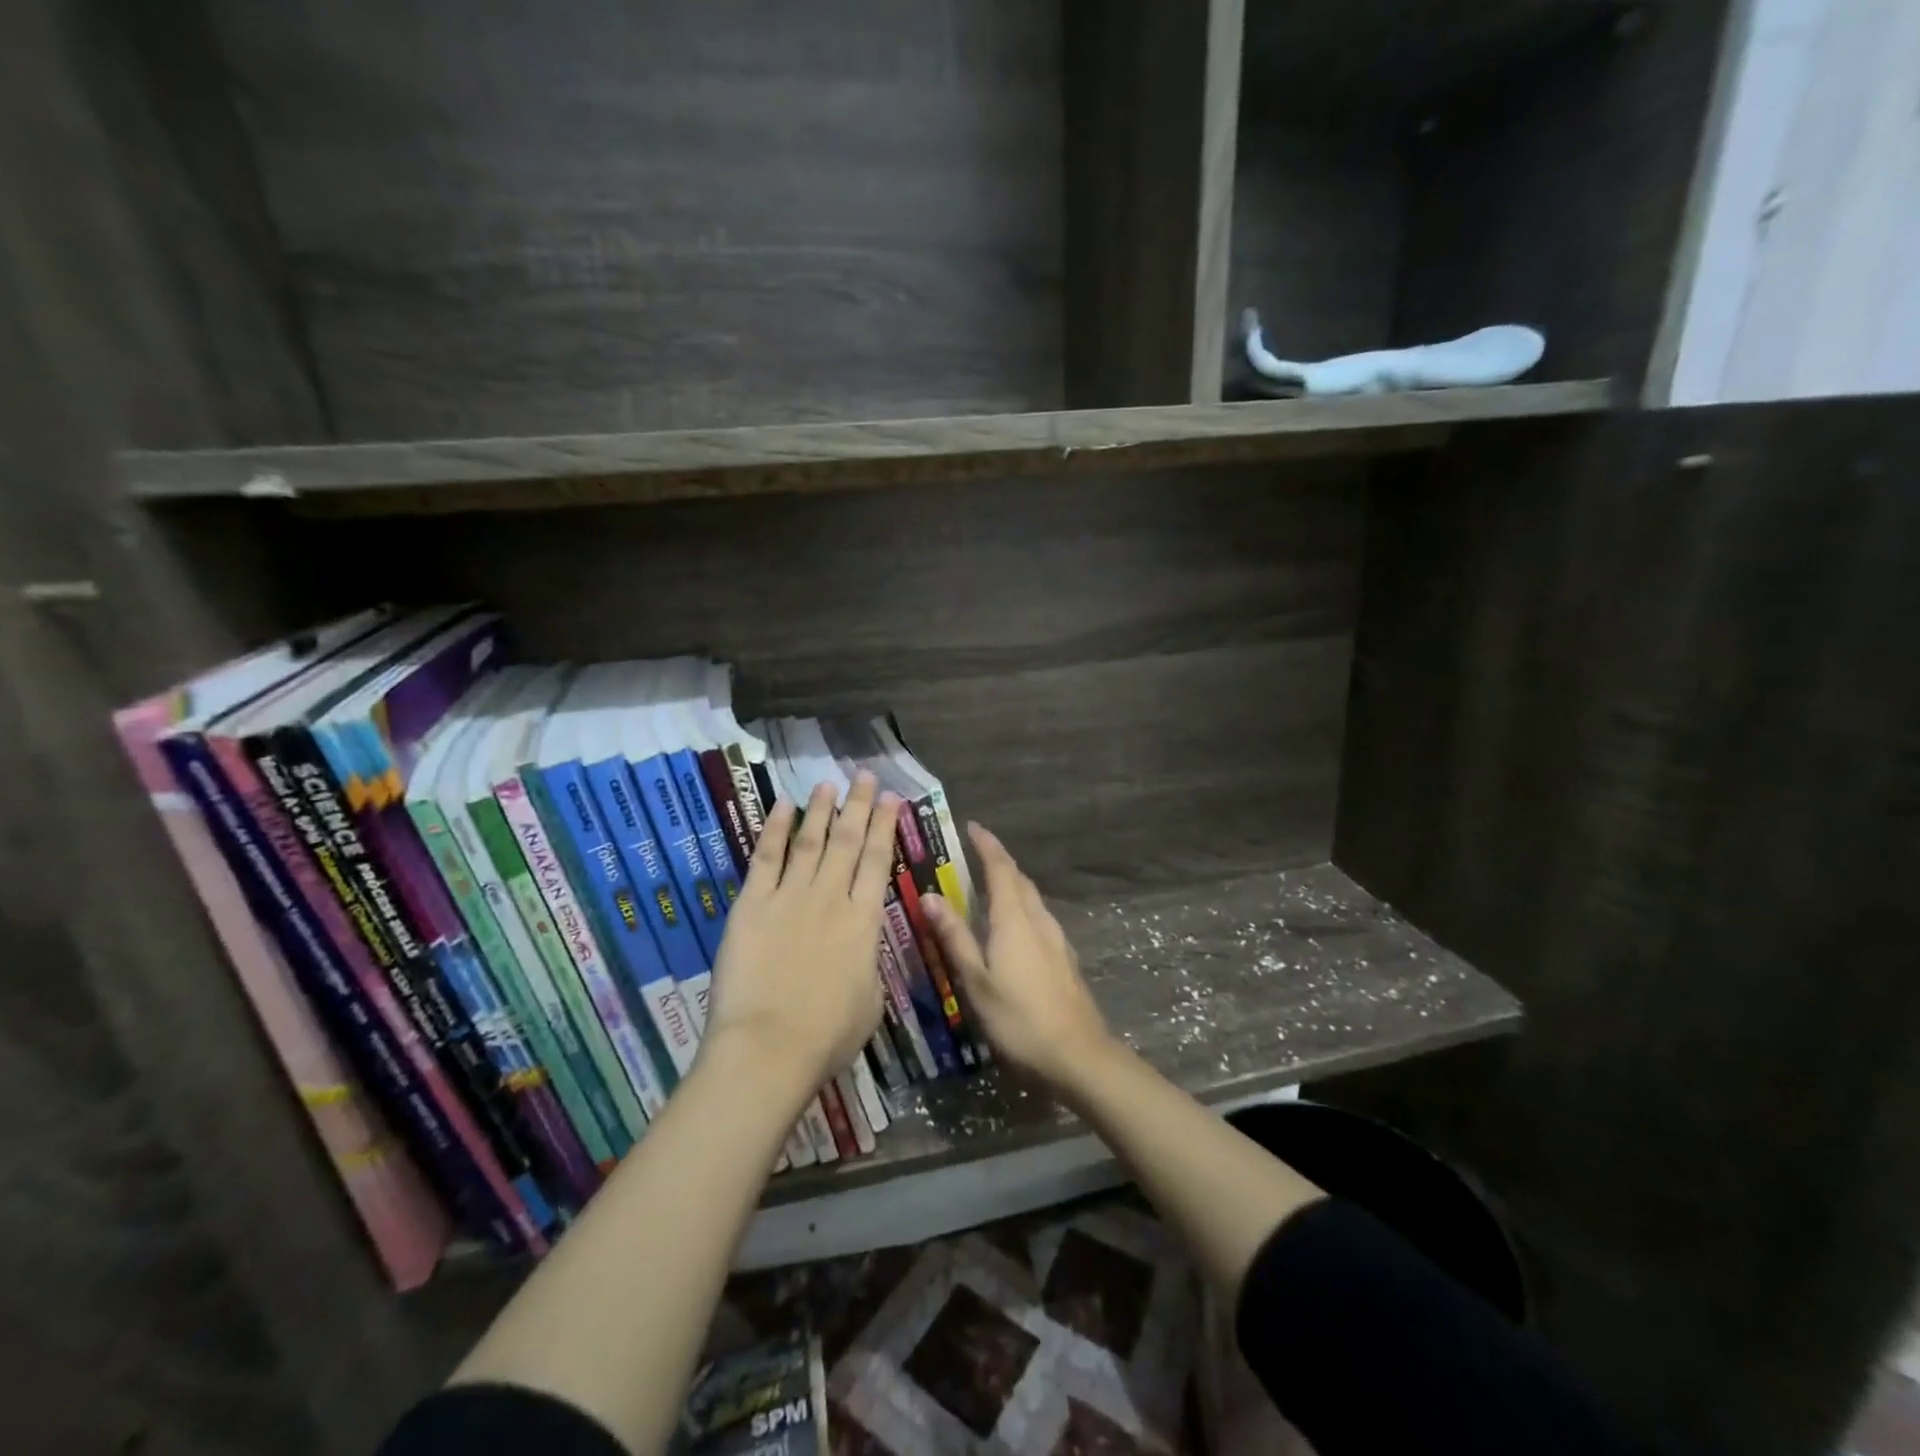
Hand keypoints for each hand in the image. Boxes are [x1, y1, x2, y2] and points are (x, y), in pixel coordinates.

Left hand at [703, 773, 899, 1102]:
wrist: (769, 1048)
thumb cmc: (827, 1036)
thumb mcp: (871, 1000)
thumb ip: (869, 962)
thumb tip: (864, 943)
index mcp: (864, 922)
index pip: (878, 862)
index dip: (885, 827)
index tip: (891, 799)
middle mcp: (831, 898)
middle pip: (847, 842)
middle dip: (858, 806)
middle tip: (864, 776)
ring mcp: (789, 897)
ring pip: (810, 842)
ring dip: (821, 810)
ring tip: (829, 784)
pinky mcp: (752, 905)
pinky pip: (766, 858)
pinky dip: (775, 830)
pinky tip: (784, 806)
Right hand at [922, 823, 1114, 1089]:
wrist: (1078, 1055)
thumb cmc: (1019, 1019)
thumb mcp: (977, 981)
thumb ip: (955, 937)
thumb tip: (930, 896)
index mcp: (1014, 919)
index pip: (1000, 869)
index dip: (987, 845)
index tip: (973, 826)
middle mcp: (1038, 920)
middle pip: (1019, 880)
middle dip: (999, 861)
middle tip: (976, 853)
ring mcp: (1056, 939)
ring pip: (1032, 898)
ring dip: (1012, 883)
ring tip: (991, 885)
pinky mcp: (1065, 958)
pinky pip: (1039, 917)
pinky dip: (1022, 907)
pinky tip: (1015, 926)